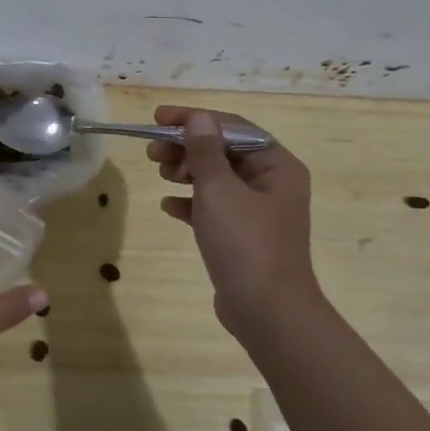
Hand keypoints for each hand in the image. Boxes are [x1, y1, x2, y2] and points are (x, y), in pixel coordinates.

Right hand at [148, 107, 319, 341]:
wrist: (267, 312)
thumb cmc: (245, 242)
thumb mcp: (218, 190)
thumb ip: (205, 151)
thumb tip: (198, 118)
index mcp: (276, 165)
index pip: (232, 127)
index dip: (194, 119)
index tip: (158, 119)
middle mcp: (272, 183)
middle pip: (223, 151)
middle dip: (186, 147)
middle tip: (152, 152)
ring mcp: (259, 212)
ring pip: (217, 179)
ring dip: (187, 171)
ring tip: (159, 173)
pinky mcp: (244, 237)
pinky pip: (215, 208)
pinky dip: (192, 202)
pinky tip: (168, 206)